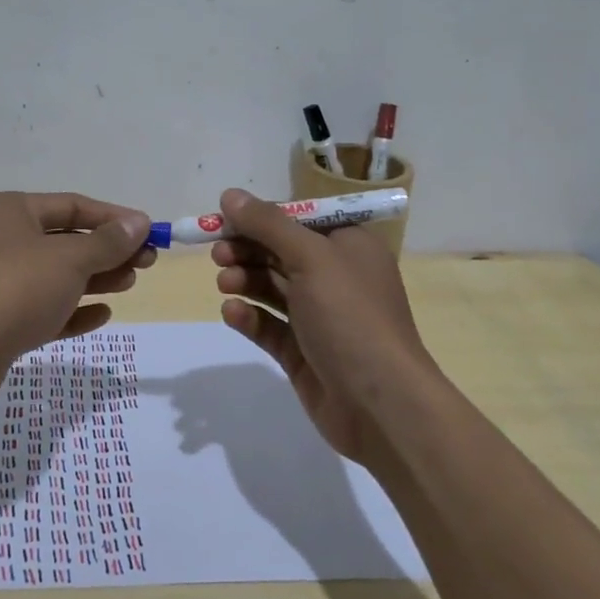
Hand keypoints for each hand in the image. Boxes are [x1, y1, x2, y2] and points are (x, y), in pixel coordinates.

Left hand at [0, 191, 153, 405]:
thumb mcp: (69, 259)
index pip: (72, 206)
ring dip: (95, 279)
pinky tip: (103, 314)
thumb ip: (107, 242)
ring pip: (57, 276)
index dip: (113, 217)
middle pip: (66, 241)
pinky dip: (73, 310)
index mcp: (12, 211)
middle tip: (147, 263)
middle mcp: (3, 241)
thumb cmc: (15, 287)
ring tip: (130, 283)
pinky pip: (45, 310)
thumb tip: (140, 222)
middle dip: (107, 251)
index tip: (149, 231)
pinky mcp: (0, 322)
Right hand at [211, 188, 433, 467]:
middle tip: (218, 254)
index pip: (298, 219)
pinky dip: (250, 316)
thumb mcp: (311, 257)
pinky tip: (233, 313)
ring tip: (225, 283)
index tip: (223, 219)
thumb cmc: (351, 316)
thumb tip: (230, 194)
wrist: (381, 404)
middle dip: (247, 249)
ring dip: (245, 280)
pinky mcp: (303, 351)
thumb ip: (267, 224)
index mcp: (349, 246)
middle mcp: (335, 277)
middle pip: (280, 252)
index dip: (260, 217)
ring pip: (271, 288)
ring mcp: (319, 317)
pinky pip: (269, 325)